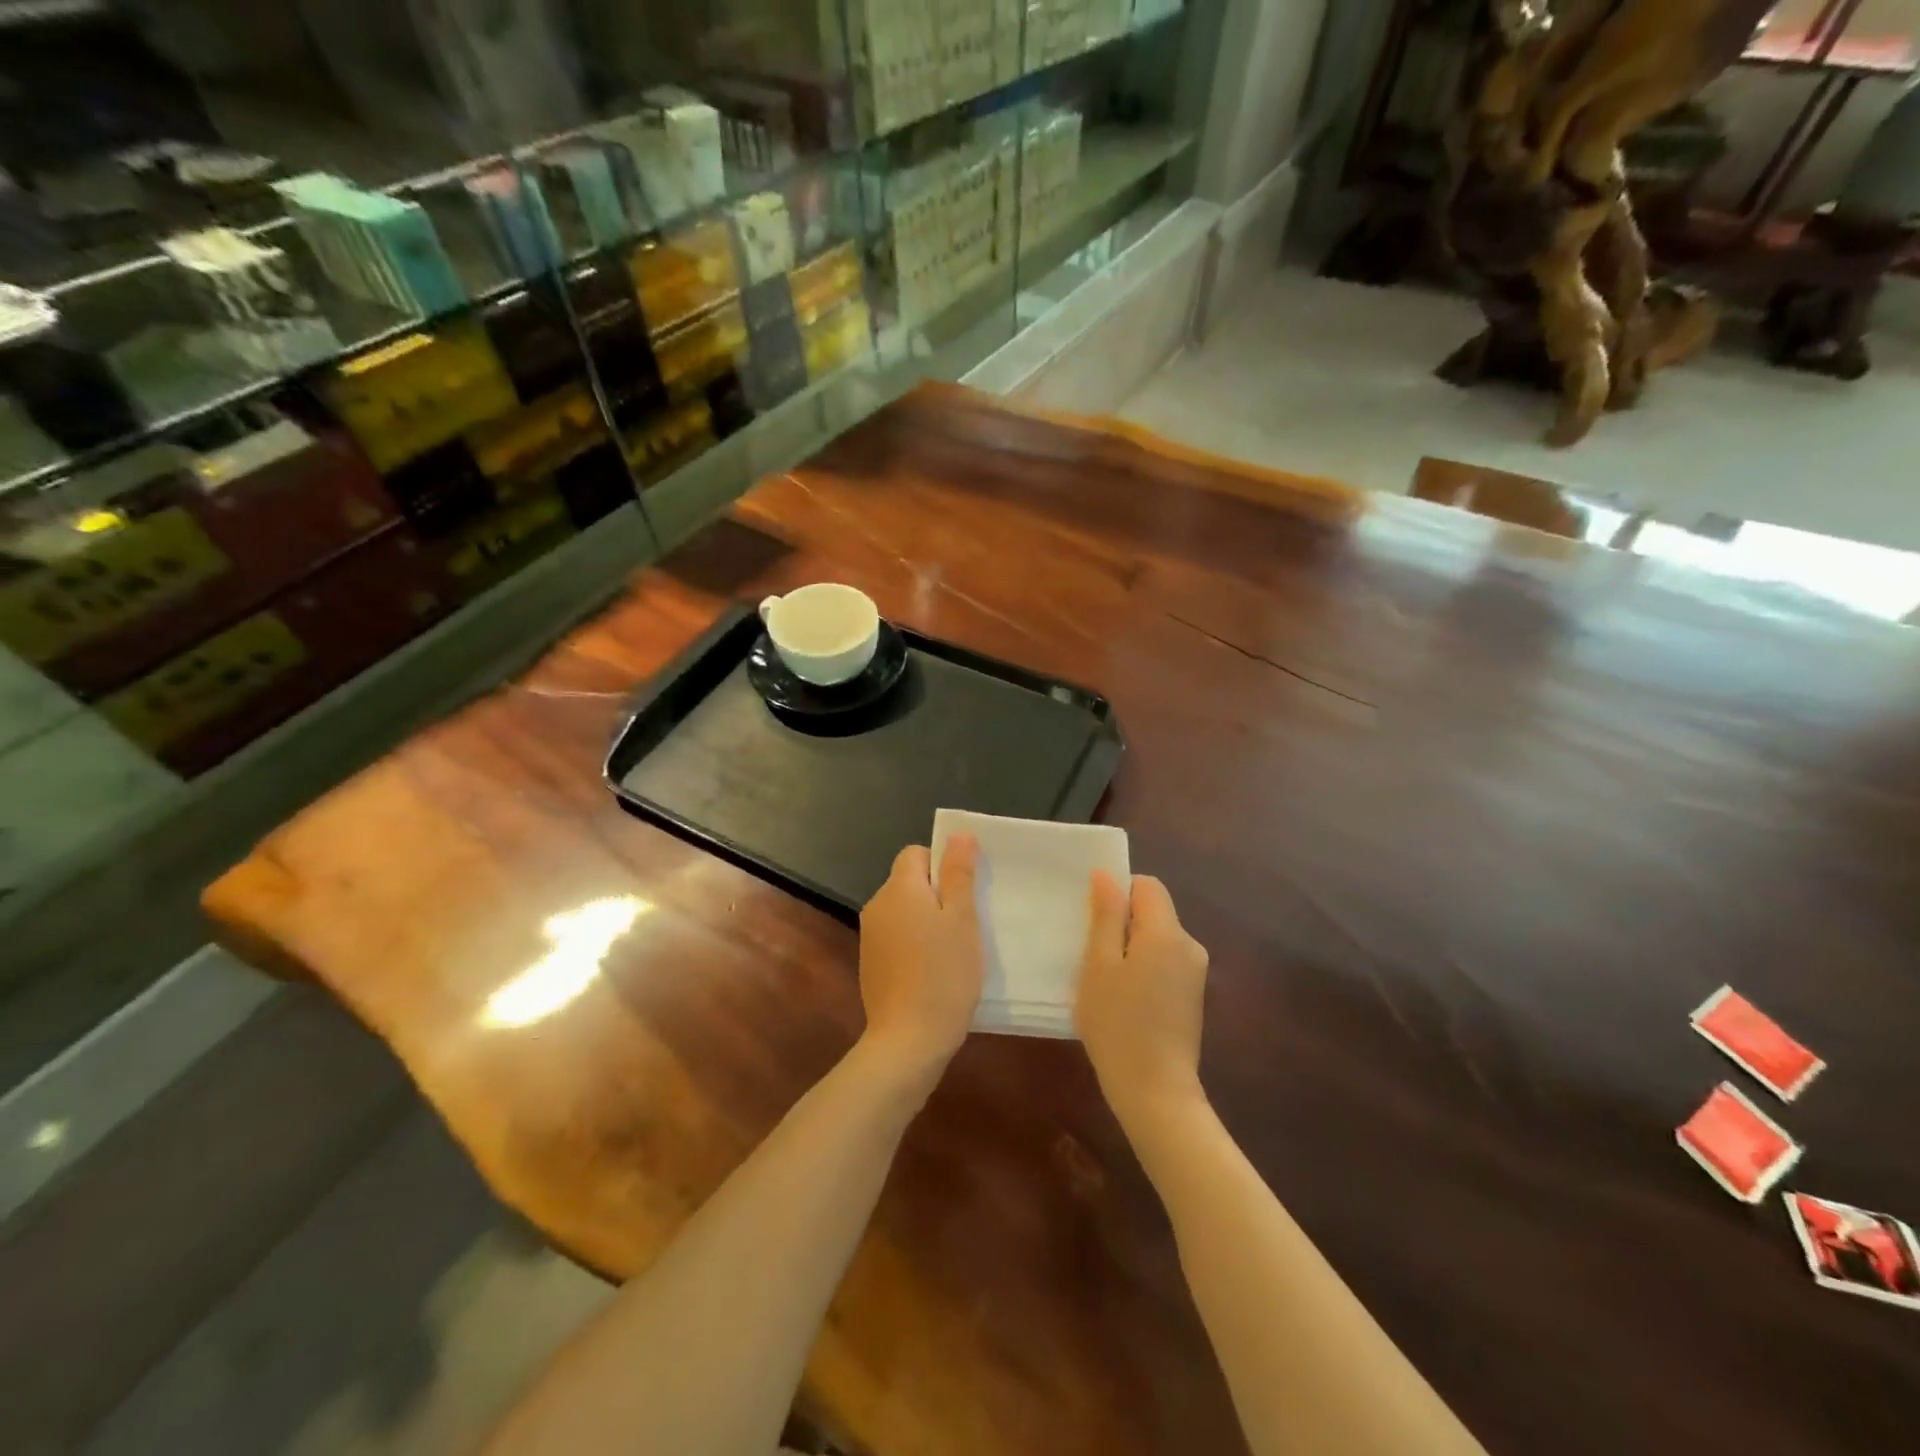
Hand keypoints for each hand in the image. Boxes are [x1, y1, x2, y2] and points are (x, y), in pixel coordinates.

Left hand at [857, 836, 983, 1081]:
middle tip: (966, 922)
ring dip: (927, 921)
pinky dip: (914, 944)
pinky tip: (934, 971)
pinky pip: (896, 938)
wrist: (908, 1040)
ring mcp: (870, 937)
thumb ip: (959, 873)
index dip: (942, 864)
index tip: (964, 892)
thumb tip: (958, 834)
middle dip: (937, 894)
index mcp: (898, 889)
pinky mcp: (870, 964)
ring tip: (953, 950)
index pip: (916, 854)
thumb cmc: (944, 973)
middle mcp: (877, 906)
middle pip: (909, 882)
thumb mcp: (962, 918)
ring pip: (904, 912)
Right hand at [1075, 872, 1209, 1127]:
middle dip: (1122, 923)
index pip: (1147, 885)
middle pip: (1154, 911)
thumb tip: (1107, 875)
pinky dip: (1143, 968)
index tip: (1094, 920)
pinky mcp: (1193, 997)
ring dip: (1131, 948)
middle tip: (1092, 954)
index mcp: (1167, 932)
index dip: (1119, 892)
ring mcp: (1195, 973)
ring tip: (1105, 981)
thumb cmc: (1117, 1024)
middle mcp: (1190, 945)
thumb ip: (1106, 916)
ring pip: (1158, 939)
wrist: (1155, 1092)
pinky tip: (1124, 1000)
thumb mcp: (1099, 965)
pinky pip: (1165, 962)